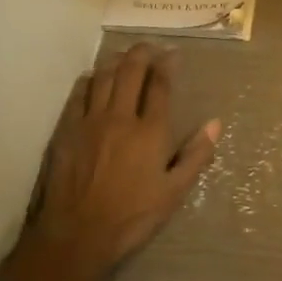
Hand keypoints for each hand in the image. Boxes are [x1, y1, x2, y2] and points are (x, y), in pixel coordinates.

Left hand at [27, 44, 220, 280]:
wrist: (78, 233)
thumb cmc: (132, 217)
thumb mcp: (174, 192)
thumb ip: (195, 155)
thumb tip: (215, 123)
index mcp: (150, 131)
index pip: (160, 86)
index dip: (167, 65)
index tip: (172, 54)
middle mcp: (120, 117)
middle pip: (131, 71)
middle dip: (142, 53)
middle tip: (150, 47)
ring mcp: (90, 121)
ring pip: (103, 77)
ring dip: (116, 61)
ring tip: (125, 57)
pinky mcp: (67, 130)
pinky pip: (78, 94)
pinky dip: (89, 80)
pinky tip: (93, 78)